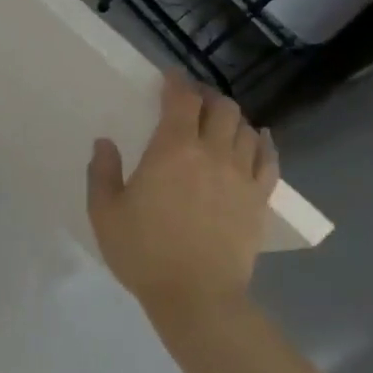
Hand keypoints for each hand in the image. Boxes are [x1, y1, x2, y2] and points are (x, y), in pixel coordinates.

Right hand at [86, 73, 277, 326]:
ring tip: (217, 121)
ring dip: (231, 117)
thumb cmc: (143, 252)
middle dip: (205, 96)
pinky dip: (262, 142)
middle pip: (221, 107)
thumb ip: (103, 173)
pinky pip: (269, 158)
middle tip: (190, 100)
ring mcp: (241, 175)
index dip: (176, 83)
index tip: (168, 77)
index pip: (181, 101)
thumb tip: (105, 143)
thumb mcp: (105, 213)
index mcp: (172, 150)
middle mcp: (212, 153)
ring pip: (246, 128)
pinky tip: (257, 139)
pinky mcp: (259, 198)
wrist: (196, 295)